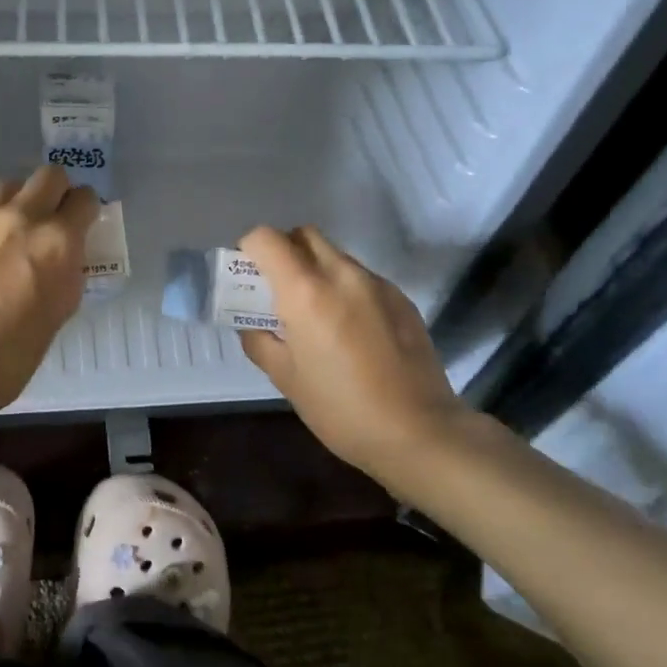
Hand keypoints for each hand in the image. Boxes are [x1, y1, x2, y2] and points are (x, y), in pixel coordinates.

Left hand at [0, 166, 98, 412]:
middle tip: (53, 222)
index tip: (83, 226)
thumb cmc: (10, 356)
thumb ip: (66, 275)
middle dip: (57, 193)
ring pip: (9, 187)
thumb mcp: (58, 314)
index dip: (87, 211)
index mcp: (57, 241)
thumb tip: (63, 260)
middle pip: (48, 176)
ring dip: (20, 203)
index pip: (85, 199)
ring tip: (14, 236)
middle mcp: (21, 218)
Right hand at [237, 226, 471, 482]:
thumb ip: (260, 341)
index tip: (247, 278)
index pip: (267, 239)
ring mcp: (376, 283)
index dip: (249, 250)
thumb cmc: (340, 409)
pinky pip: (361, 278)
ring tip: (315, 317)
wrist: (419, 431)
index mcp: (306, 291)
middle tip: (276, 291)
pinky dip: (344, 290)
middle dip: (283, 252)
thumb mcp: (286, 379)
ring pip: (335, 256)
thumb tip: (251, 323)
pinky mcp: (401, 298)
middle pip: (304, 236)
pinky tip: (350, 332)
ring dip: (315, 271)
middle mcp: (342, 274)